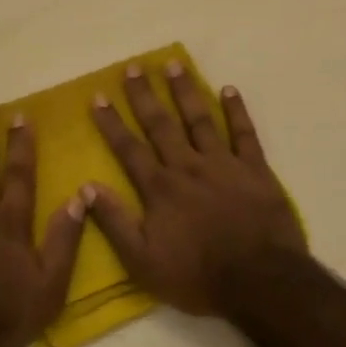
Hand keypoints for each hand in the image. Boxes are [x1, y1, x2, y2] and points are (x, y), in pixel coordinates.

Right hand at [84, 64, 305, 315]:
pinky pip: (244, 133)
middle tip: (133, 67)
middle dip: (144, 95)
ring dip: (185, 91)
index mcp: (159, 188)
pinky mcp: (255, 170)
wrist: (259, 281)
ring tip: (173, 64)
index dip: (112, 122)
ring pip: (199, 119)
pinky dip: (236, 110)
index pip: (129, 148)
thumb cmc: (197, 275)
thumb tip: (86, 188)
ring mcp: (223, 164)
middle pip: (161, 124)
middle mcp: (187, 166)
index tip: (98, 96)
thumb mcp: (142, 261)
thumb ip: (114, 222)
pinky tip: (228, 89)